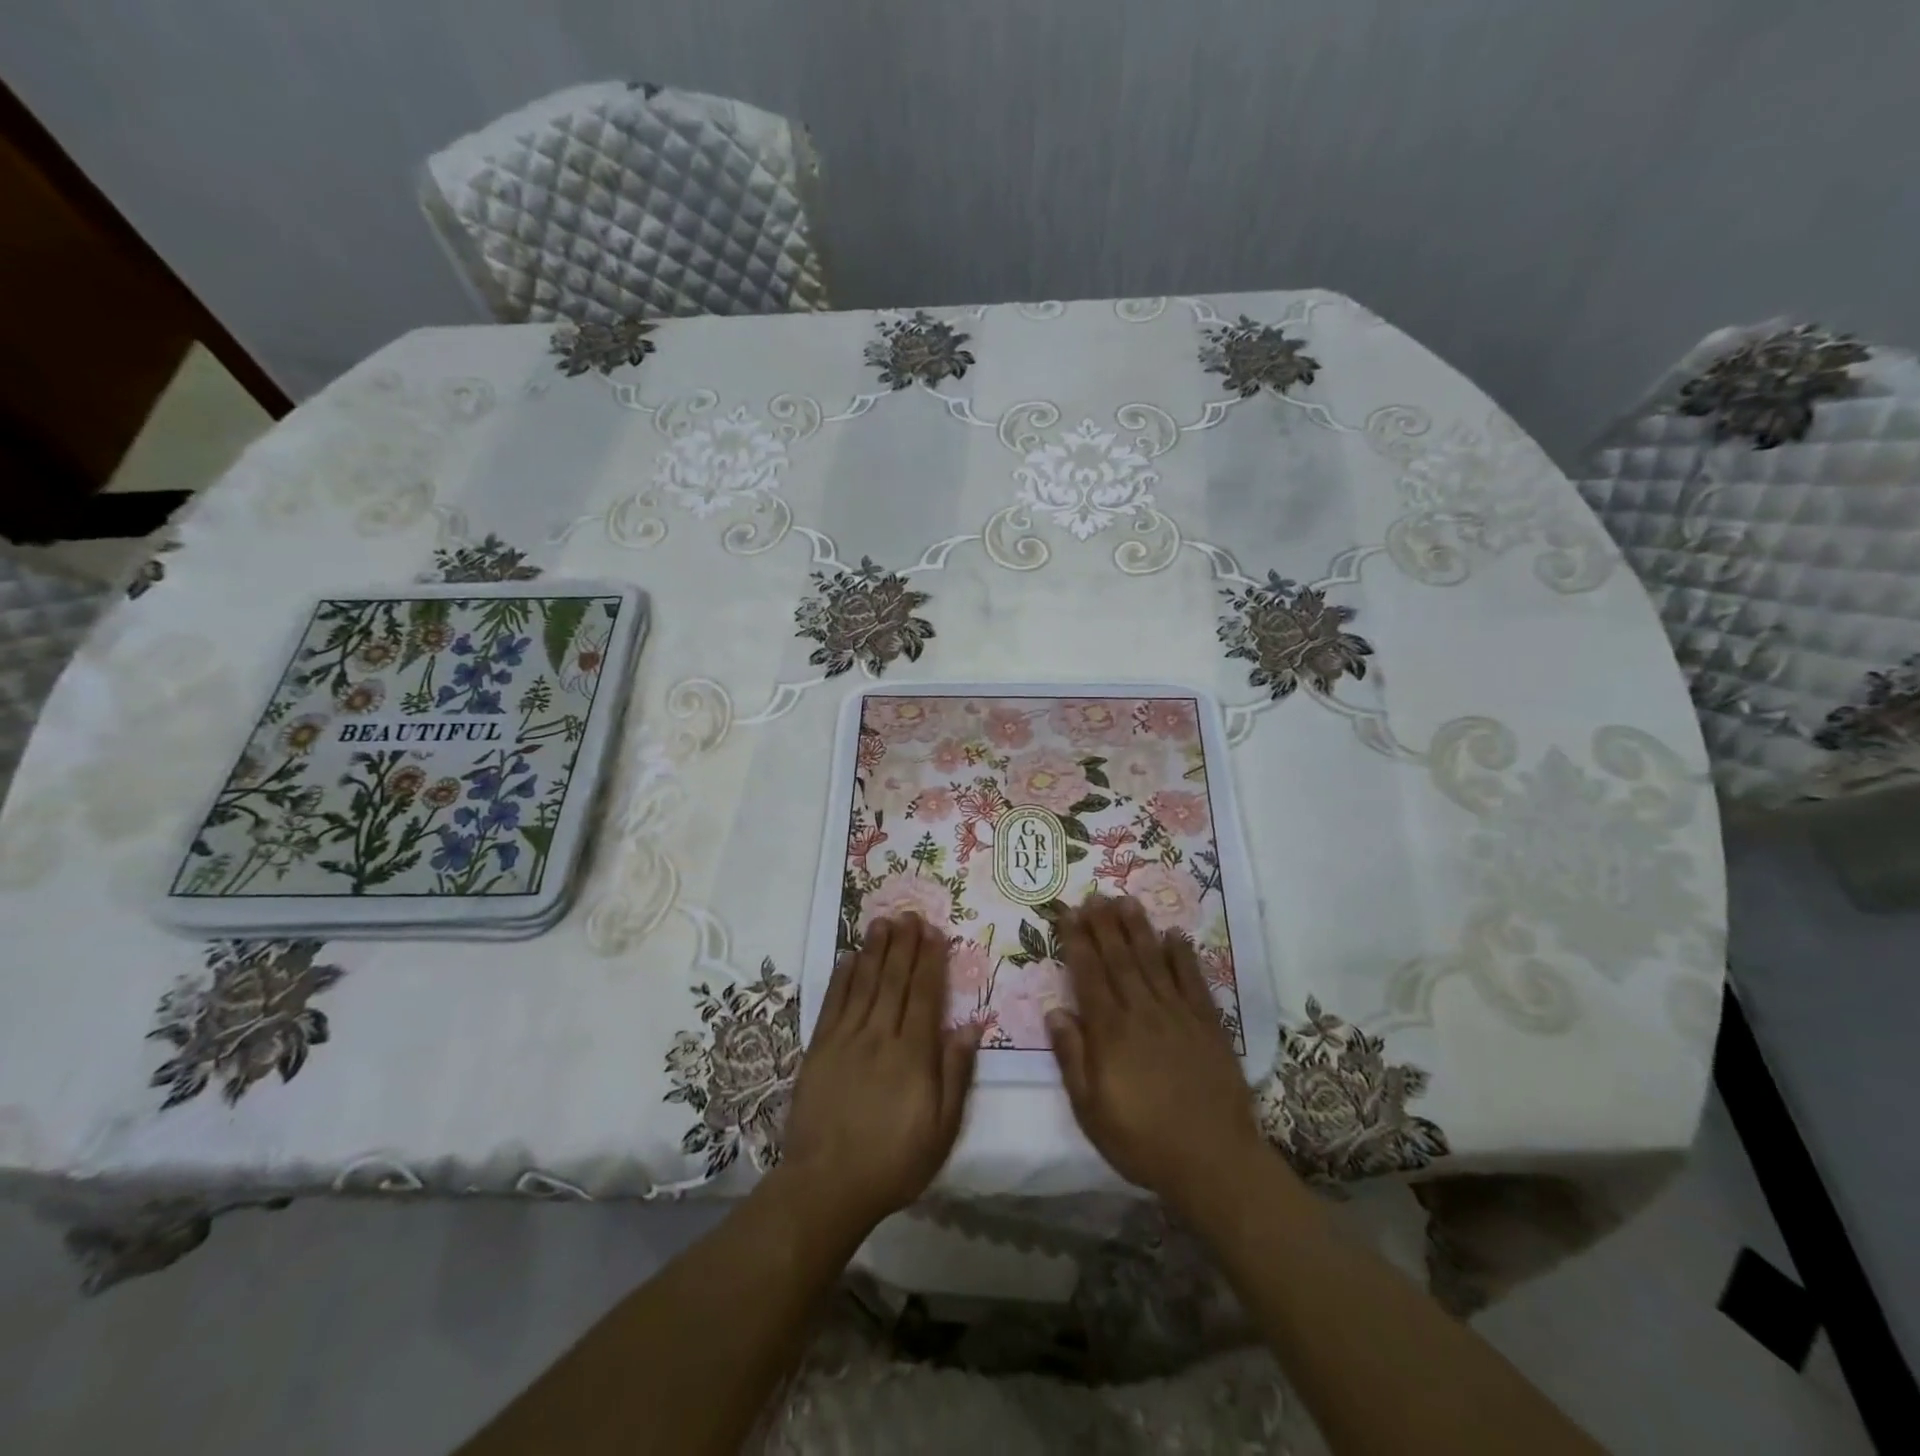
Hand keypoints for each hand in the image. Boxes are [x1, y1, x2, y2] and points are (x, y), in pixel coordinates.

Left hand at [778, 913, 980, 1237]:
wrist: (827, 1186)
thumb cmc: (894, 1162)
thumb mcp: (942, 1129)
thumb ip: (957, 1073)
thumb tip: (973, 1025)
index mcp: (913, 1054)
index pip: (926, 995)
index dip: (931, 961)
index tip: (935, 932)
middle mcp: (880, 1036)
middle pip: (894, 980)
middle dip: (904, 944)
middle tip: (910, 914)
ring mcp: (846, 1039)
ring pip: (864, 983)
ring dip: (875, 950)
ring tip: (882, 921)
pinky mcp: (819, 1048)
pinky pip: (833, 1003)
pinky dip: (842, 977)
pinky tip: (849, 957)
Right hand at [1048, 896, 1267, 1215]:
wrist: (1213, 1160)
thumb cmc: (1142, 1140)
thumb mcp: (1091, 1110)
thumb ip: (1072, 1058)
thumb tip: (1055, 1012)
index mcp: (1110, 1031)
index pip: (1088, 975)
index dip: (1076, 941)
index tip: (1068, 913)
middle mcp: (1142, 1012)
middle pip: (1119, 958)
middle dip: (1104, 925)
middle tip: (1094, 895)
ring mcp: (1178, 1015)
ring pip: (1154, 961)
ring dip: (1139, 929)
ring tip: (1126, 901)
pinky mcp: (1207, 1024)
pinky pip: (1193, 981)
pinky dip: (1183, 956)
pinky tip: (1176, 935)